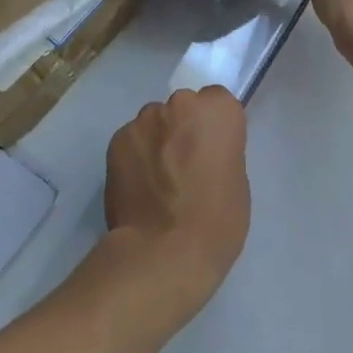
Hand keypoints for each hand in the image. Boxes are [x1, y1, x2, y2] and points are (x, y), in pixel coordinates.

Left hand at [104, 86, 250, 321]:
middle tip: (184, 166)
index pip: (217, 102)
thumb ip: (220, 152)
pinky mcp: (115, 142)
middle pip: (182, 109)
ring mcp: (142, 122)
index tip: (213, 151)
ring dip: (156, 142)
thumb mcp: (237, 180)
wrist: (164, 250)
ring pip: (153, 125)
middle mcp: (179, 104)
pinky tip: (138, 187)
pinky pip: (131, 143)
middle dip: (182, 129)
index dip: (214, 128)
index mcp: (217, 110)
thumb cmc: (217, 220)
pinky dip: (135, 158)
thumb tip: (201, 153)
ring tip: (158, 181)